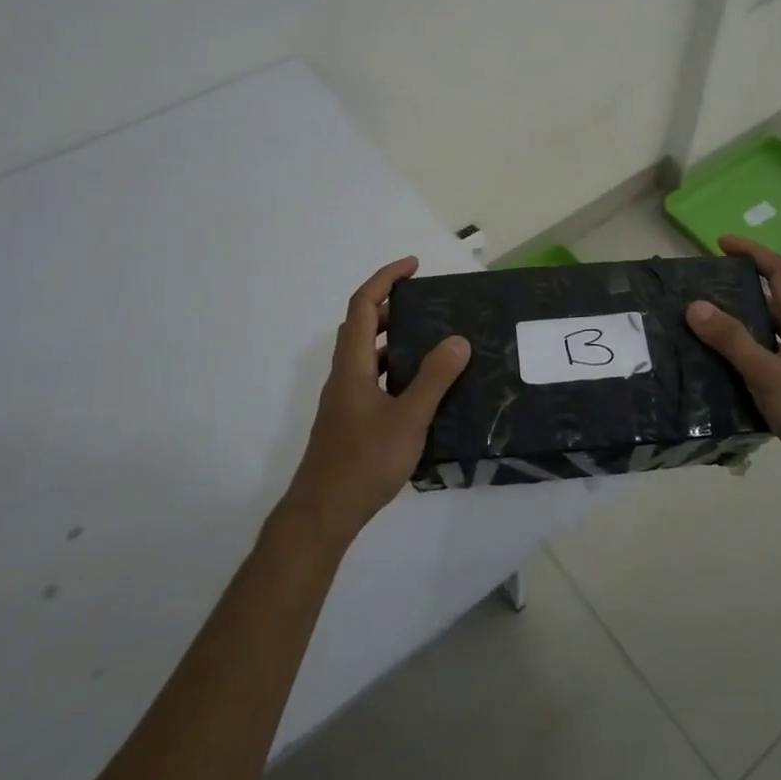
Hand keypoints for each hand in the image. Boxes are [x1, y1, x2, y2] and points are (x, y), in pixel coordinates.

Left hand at [278, 257, 469, 545]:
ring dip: (393, 339)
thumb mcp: (408, 418)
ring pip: (367, 356)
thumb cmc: (363, 461)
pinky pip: (373, 380)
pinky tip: (421, 390)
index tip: (413, 266)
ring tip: (432, 342)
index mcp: (352, 366)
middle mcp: (344, 377)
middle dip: (390, 306)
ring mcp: (345, 401)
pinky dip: (395, 371)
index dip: (385, 279)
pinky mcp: (351, 422)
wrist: (323, 513)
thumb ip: (433, 379)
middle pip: (361, 327)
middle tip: (427, 304)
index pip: (362, 306)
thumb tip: (457, 339)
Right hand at [685, 235, 780, 505]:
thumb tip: (695, 305)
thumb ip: (733, 340)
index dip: (752, 252)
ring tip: (690, 329)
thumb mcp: (769, 375)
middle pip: (767, 300)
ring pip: (760, 334)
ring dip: (730, 327)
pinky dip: (734, 360)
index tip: (720, 244)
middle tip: (694, 292)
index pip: (780, 272)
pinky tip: (708, 372)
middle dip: (733, 289)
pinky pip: (758, 363)